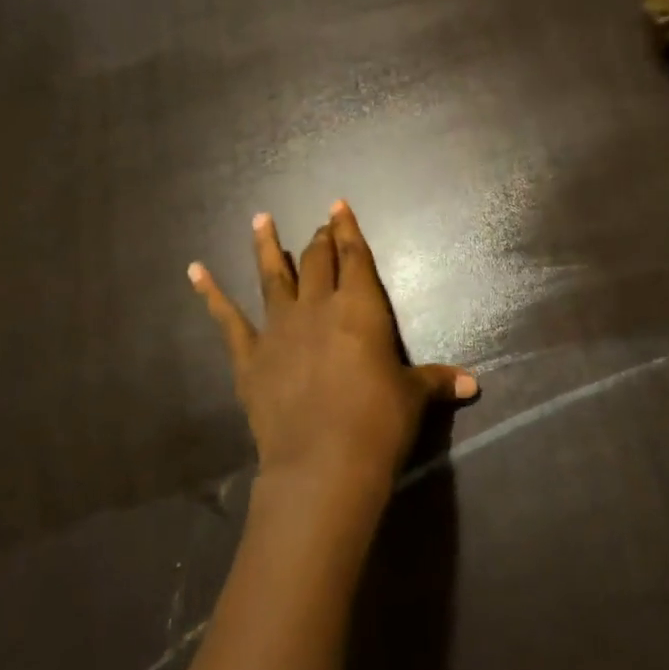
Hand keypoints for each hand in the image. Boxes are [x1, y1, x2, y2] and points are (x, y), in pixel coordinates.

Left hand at [188, 202, 476, 511]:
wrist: (323, 464)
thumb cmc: (378, 423)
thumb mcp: (413, 398)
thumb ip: (438, 382)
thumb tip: (473, 385)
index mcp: (360, 308)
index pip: (355, 257)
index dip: (348, 229)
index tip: (339, 205)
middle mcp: (317, 307)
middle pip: (317, 260)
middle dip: (320, 239)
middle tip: (319, 223)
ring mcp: (278, 329)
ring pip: (272, 276)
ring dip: (267, 246)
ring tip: (260, 218)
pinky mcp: (249, 357)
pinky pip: (226, 319)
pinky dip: (210, 294)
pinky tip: (195, 271)